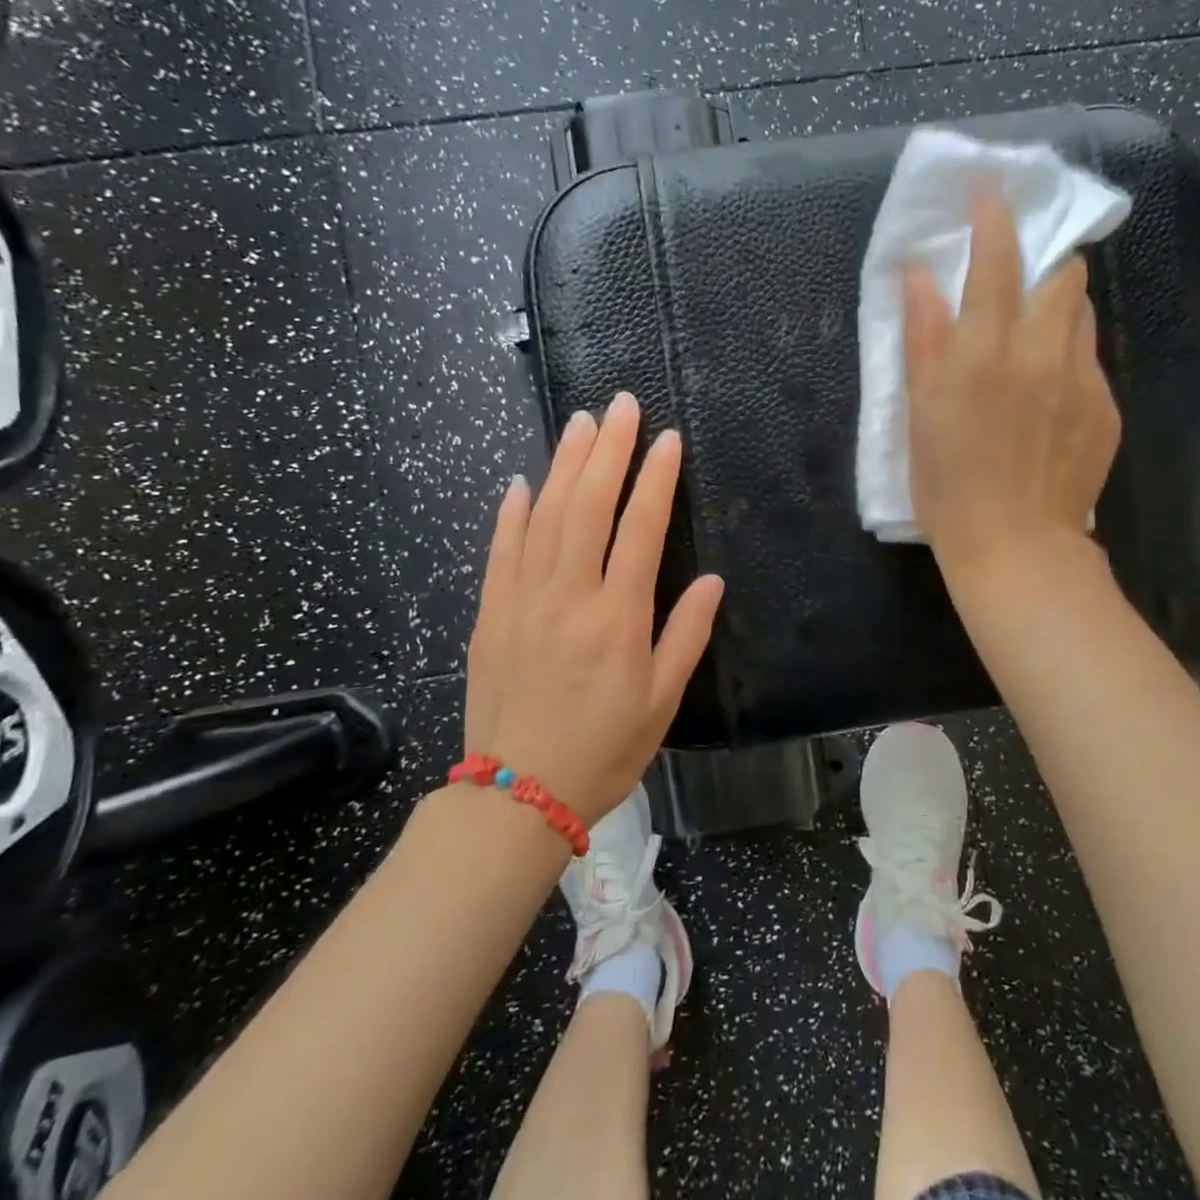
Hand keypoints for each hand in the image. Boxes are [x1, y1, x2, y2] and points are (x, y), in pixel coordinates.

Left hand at [463, 391, 723, 826]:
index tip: (667, 438)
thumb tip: (710, 579)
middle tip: (620, 405)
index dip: (656, 478)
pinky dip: (510, 512)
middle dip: (607, 450)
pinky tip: (521, 481)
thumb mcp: (662, 701)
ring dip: (563, 464)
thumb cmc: (603, 750)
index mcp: (618, 616)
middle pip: (588, 505)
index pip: (641, 528)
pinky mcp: (490, 613)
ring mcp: (522, 600)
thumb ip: (686, 634)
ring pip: (543, 516)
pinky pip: (500, 551)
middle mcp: (569, 595)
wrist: (517, 794)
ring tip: (580, 423)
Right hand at [901, 187, 1121, 581]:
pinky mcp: (1106, 408)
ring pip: (1082, 314)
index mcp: (985, 350)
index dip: (996, 218)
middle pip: (1063, 274)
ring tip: (1034, 336)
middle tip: (1021, 277)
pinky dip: (1069, 357)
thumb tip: (920, 274)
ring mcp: (1082, 379)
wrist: (1016, 546)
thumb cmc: (948, 483)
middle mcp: (1041, 351)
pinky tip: (1048, 396)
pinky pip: (1090, 361)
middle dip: (1045, 260)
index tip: (993, 192)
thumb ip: (922, 336)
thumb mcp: (919, 412)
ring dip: (1060, 307)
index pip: (998, 259)